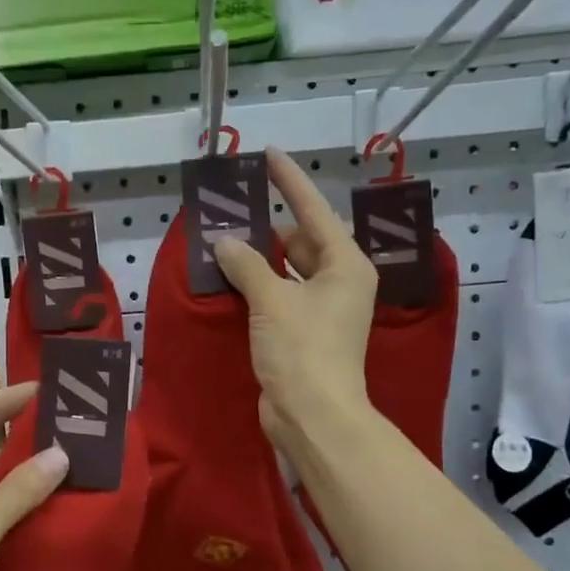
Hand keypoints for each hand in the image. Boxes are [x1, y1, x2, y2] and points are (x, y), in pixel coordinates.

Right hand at [213, 149, 377, 447]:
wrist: (312, 415)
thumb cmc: (302, 350)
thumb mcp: (271, 300)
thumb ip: (246, 264)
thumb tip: (224, 242)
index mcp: (345, 265)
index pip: (315, 211)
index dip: (290, 182)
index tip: (269, 155)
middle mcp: (339, 283)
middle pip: (302, 241)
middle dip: (269, 227)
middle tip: (233, 208)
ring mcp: (322, 310)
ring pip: (289, 271)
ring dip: (261, 259)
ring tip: (225, 240)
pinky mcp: (304, 334)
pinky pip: (279, 296)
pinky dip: (259, 286)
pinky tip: (231, 278)